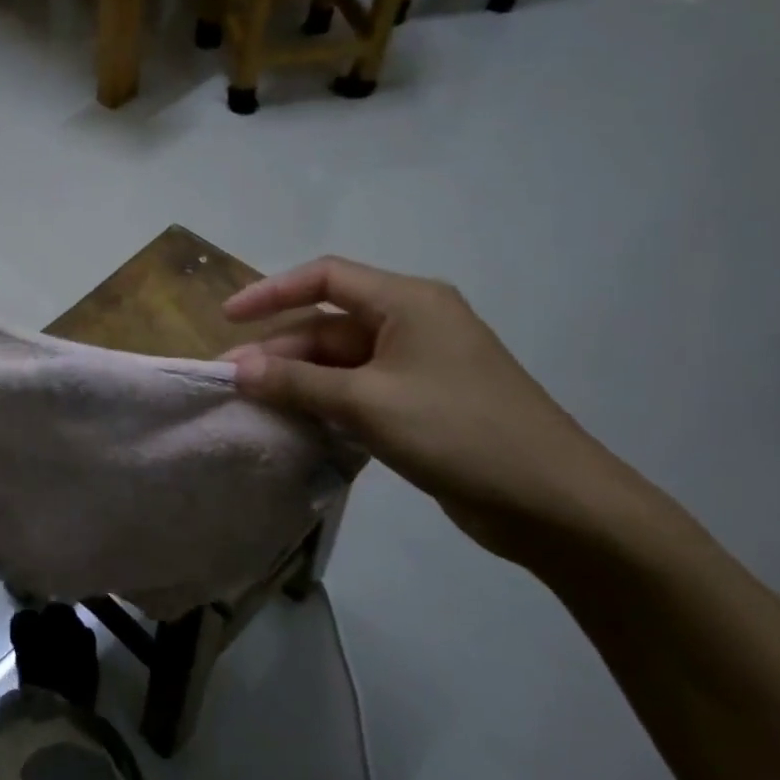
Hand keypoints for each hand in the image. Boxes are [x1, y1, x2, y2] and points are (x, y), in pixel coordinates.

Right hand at [223, 256, 658, 567]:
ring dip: (297, 379)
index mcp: (408, 302)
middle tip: (231, 379)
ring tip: (252, 403)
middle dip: (279, 349)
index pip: (326, 278)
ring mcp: (418, 366)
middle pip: (329, 324)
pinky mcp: (420, 403)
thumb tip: (237, 370)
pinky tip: (292, 422)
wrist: (551, 501)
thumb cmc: (458, 431)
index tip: (228, 317)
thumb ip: (297, 383)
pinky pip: (357, 391)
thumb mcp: (367, 402)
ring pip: (340, 361)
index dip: (272, 291)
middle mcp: (412, 324)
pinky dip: (323, 402)